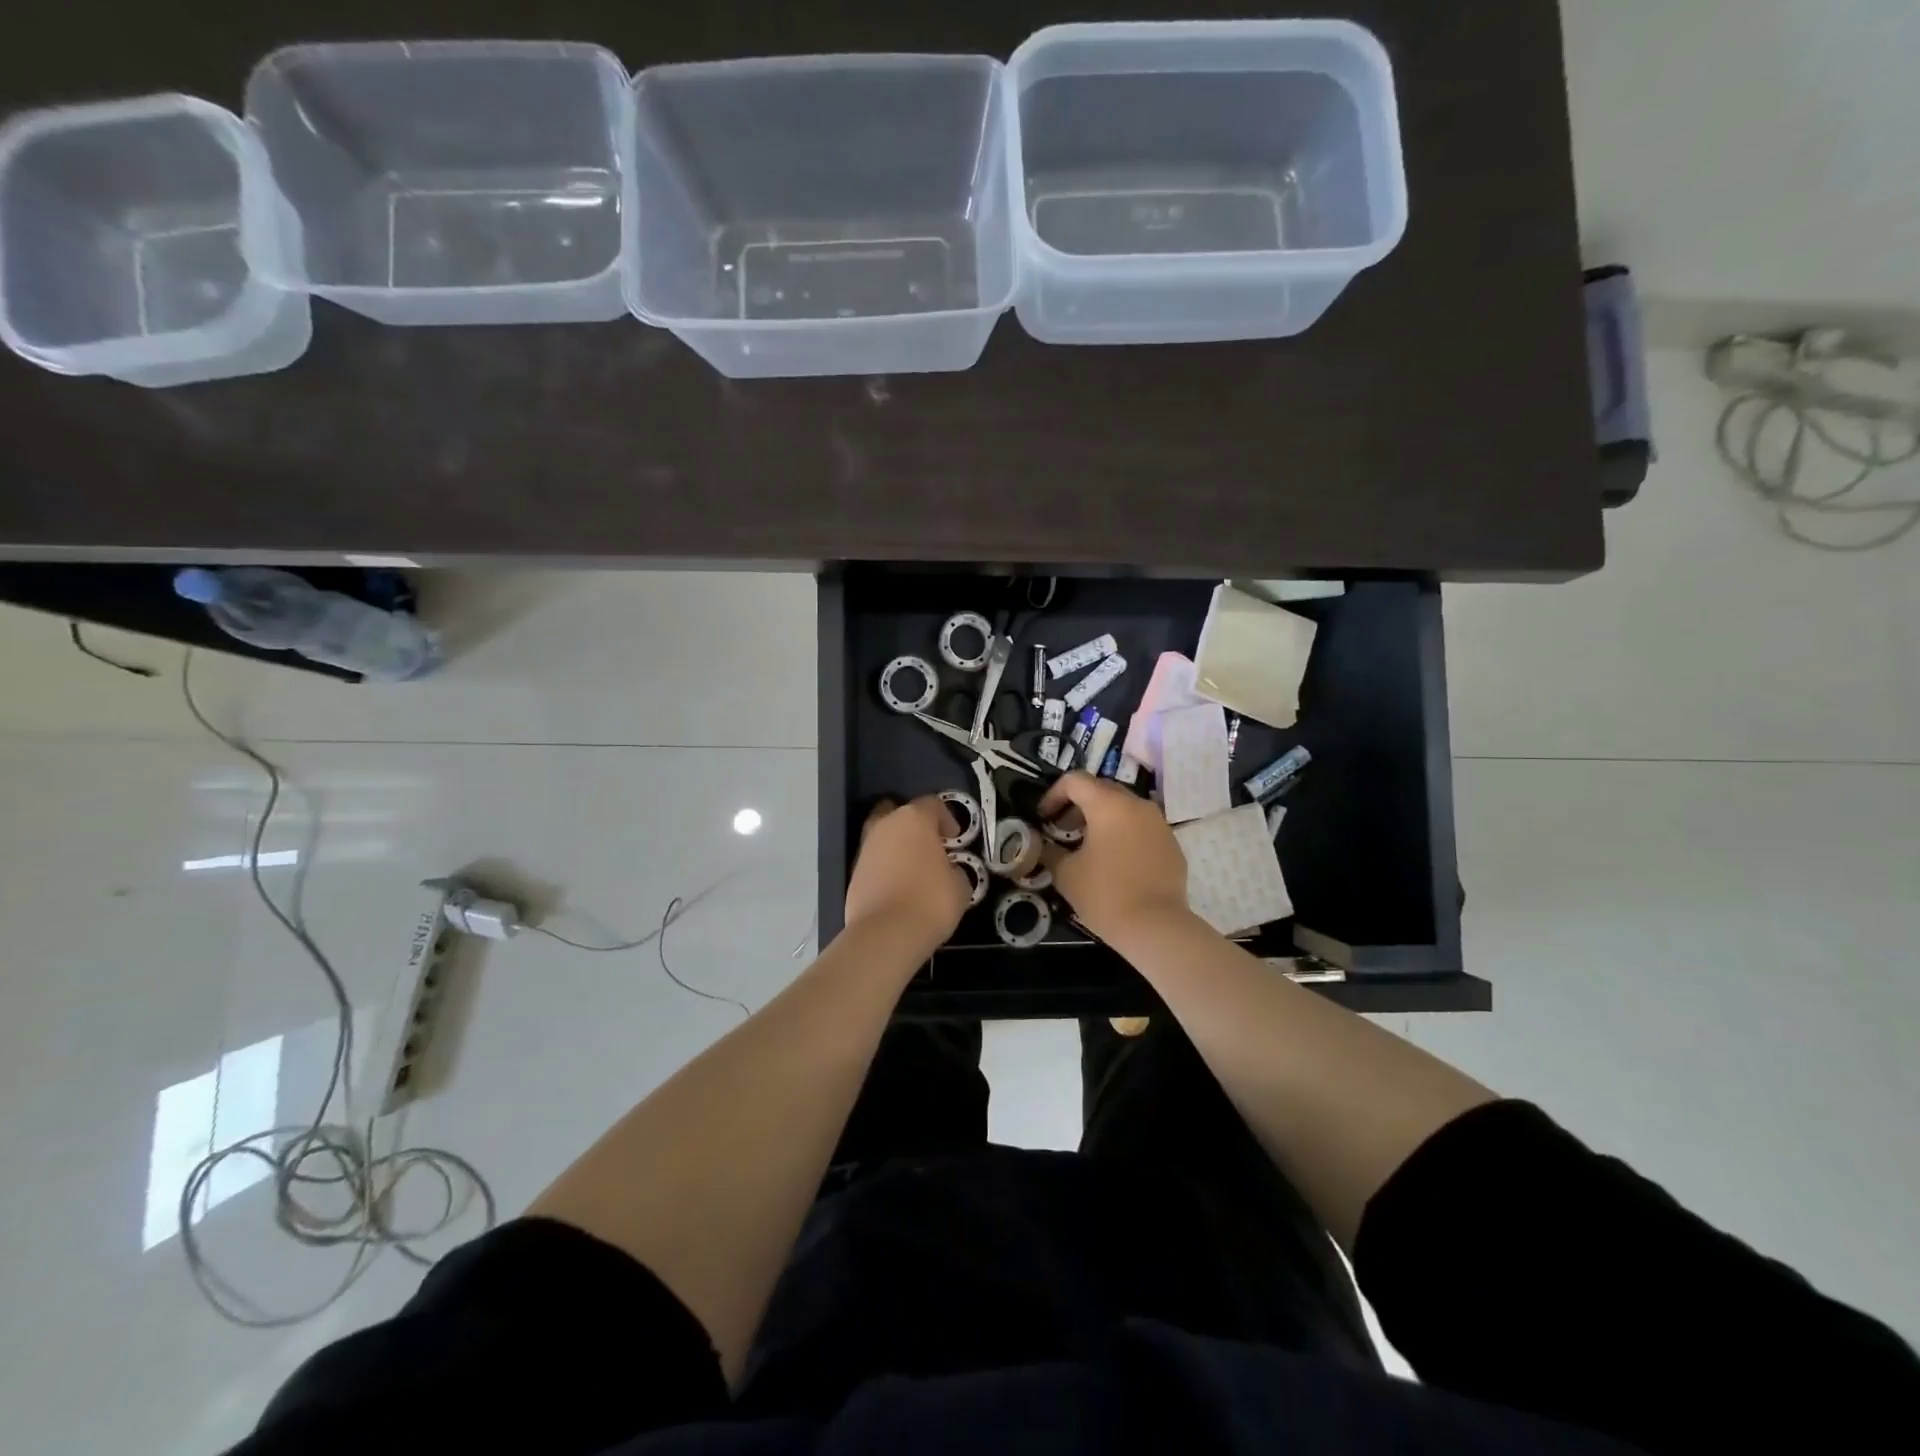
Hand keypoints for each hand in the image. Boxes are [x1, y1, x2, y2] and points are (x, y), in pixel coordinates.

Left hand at [843, 796, 970, 947]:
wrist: (886, 933)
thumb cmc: (930, 901)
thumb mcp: (960, 886)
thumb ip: (955, 869)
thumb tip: (948, 871)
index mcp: (914, 819)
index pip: (932, 804)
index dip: (947, 818)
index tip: (955, 838)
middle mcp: (885, 826)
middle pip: (899, 813)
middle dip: (914, 825)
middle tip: (929, 845)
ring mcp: (865, 849)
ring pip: (883, 836)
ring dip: (897, 847)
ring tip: (914, 869)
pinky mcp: (853, 873)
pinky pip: (874, 861)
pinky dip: (886, 868)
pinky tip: (898, 887)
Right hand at [1039, 772, 1191, 945]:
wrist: (1156, 927)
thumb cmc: (1105, 895)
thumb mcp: (1066, 874)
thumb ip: (1050, 852)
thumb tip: (1042, 845)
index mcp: (1108, 805)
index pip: (1075, 781)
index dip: (1053, 794)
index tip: (1043, 817)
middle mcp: (1137, 805)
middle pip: (1102, 790)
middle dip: (1078, 805)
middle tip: (1063, 829)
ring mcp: (1159, 823)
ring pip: (1125, 808)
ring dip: (1103, 819)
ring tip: (1089, 846)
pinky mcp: (1172, 844)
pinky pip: (1142, 828)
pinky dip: (1125, 834)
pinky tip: (1116, 862)